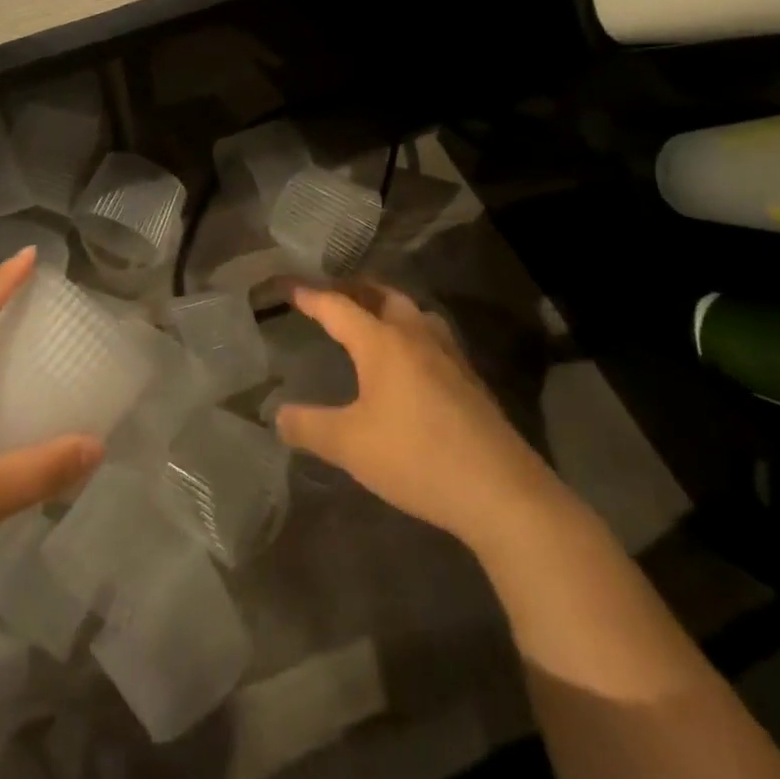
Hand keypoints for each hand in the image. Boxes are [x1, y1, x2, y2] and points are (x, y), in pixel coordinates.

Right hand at [272, 282, 558, 549]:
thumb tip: (277, 415)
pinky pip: (433, 338)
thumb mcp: (350, 445)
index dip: (310, 296)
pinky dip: (411, 333)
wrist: (502, 492)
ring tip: (371, 317)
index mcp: (382, 342)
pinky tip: (410, 361)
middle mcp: (416, 336)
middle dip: (355, 289)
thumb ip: (309, 426)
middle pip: (383, 296)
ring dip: (389, 307)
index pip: (337, 306)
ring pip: (414, 314)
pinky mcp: (470, 380)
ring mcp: (449, 356)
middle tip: (332, 292)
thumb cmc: (417, 457)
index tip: (289, 286)